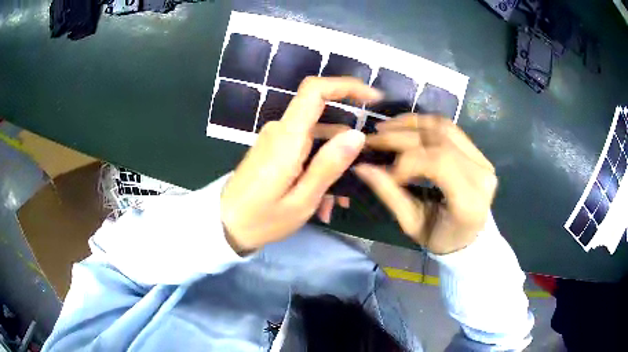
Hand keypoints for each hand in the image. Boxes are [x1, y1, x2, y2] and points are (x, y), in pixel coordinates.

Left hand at [220, 77, 381, 251]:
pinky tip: (320, 200)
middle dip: (344, 149)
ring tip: (333, 204)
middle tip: (354, 184)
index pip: (314, 91)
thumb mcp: (301, 200)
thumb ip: (329, 165)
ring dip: (330, 167)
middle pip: (324, 122)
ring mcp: (275, 139)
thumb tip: (357, 135)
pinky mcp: (273, 149)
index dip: (346, 86)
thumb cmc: (261, 218)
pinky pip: (304, 150)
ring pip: (316, 140)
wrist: (225, 224)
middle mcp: (280, 130)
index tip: (372, 98)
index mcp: (287, 138)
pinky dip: (316, 169)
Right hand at [355, 115, 497, 254]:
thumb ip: (390, 194)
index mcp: (469, 199)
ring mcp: (482, 159)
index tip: (384, 172)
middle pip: (439, 140)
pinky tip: (404, 126)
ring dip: (411, 123)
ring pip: (444, 127)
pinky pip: (450, 128)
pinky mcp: (477, 152)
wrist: (468, 237)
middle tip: (372, 140)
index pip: (438, 163)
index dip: (406, 161)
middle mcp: (480, 173)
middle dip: (401, 136)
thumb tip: (361, 167)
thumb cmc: (441, 238)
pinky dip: (424, 123)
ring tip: (385, 128)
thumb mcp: (413, 224)